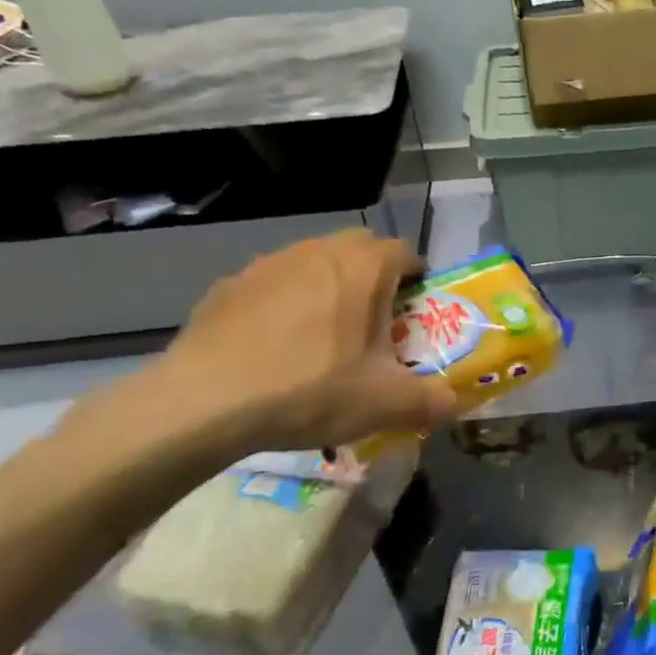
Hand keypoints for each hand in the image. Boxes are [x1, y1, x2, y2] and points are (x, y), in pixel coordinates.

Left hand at [144, 230, 457, 457]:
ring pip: (313, 263)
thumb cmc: (310, 389)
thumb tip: (454, 405)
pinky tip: (275, 348)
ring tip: (324, 337)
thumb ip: (433, 402)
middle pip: (360, 249)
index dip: (418, 279)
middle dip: (374, 277)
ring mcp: (267, 265)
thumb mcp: (387, 404)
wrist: (202, 402)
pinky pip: (271, 286)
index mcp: (364, 267)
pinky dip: (283, 306)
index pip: (406, 252)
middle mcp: (318, 251)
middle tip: (376, 323)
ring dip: (328, 288)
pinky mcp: (226, 287)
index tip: (418, 312)